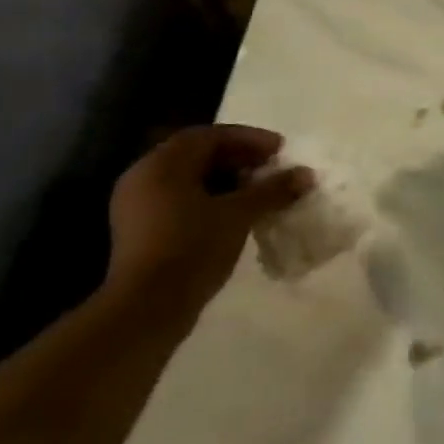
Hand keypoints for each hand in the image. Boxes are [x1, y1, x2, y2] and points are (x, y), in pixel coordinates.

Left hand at [106, 125, 313, 311]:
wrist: (147, 307)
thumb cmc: (193, 249)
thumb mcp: (238, 215)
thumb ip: (272, 190)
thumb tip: (306, 174)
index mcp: (162, 164)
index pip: (209, 136)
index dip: (248, 138)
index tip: (280, 150)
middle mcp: (143, 176)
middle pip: (197, 155)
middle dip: (238, 158)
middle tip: (271, 169)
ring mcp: (138, 205)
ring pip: (189, 179)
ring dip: (226, 180)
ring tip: (259, 192)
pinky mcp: (141, 230)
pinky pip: (180, 200)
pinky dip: (210, 199)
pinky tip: (235, 215)